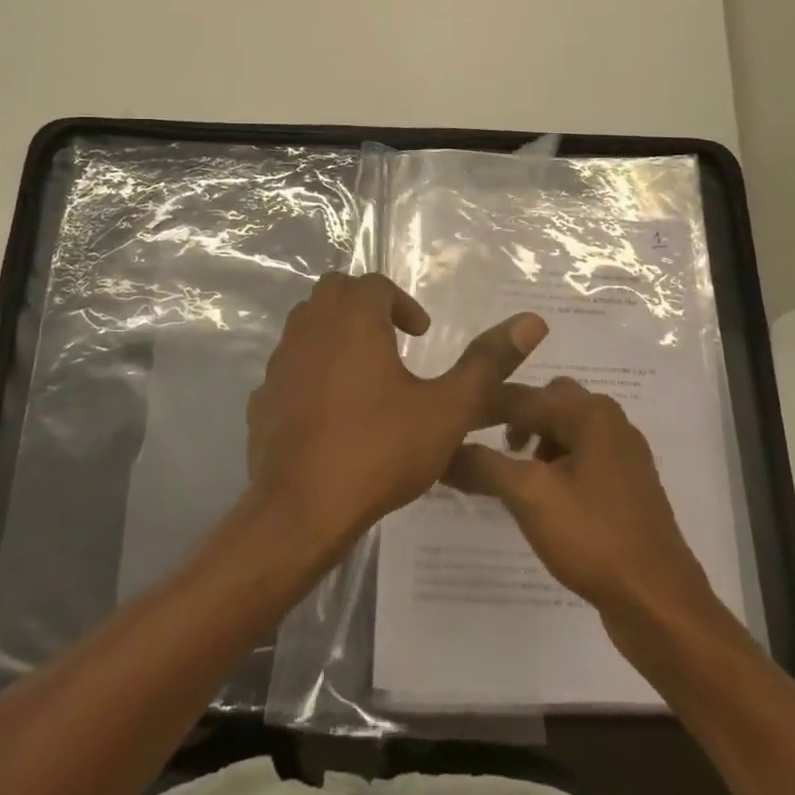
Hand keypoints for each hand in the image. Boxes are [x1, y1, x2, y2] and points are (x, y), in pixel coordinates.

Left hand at [245, 272, 546, 552]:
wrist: (301, 510)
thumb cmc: (379, 450)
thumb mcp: (446, 409)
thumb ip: (487, 364)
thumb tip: (532, 322)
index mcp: (353, 319)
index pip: (374, 284)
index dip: (402, 303)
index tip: (421, 334)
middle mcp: (310, 328)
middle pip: (335, 292)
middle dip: (366, 307)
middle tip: (393, 341)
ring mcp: (280, 362)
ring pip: (307, 324)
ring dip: (336, 334)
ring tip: (365, 373)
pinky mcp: (262, 396)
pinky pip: (289, 366)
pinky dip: (311, 370)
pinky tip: (331, 410)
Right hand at [445, 377, 715, 628]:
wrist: (659, 603)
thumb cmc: (594, 537)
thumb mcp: (528, 496)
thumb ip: (483, 465)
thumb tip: (443, 451)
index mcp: (591, 413)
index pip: (525, 395)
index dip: (485, 406)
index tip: (450, 420)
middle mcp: (611, 423)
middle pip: (550, 405)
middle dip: (516, 420)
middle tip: (487, 447)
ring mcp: (624, 456)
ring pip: (566, 433)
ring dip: (536, 443)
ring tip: (513, 476)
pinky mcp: (627, 488)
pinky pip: (581, 460)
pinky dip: (556, 467)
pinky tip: (542, 499)